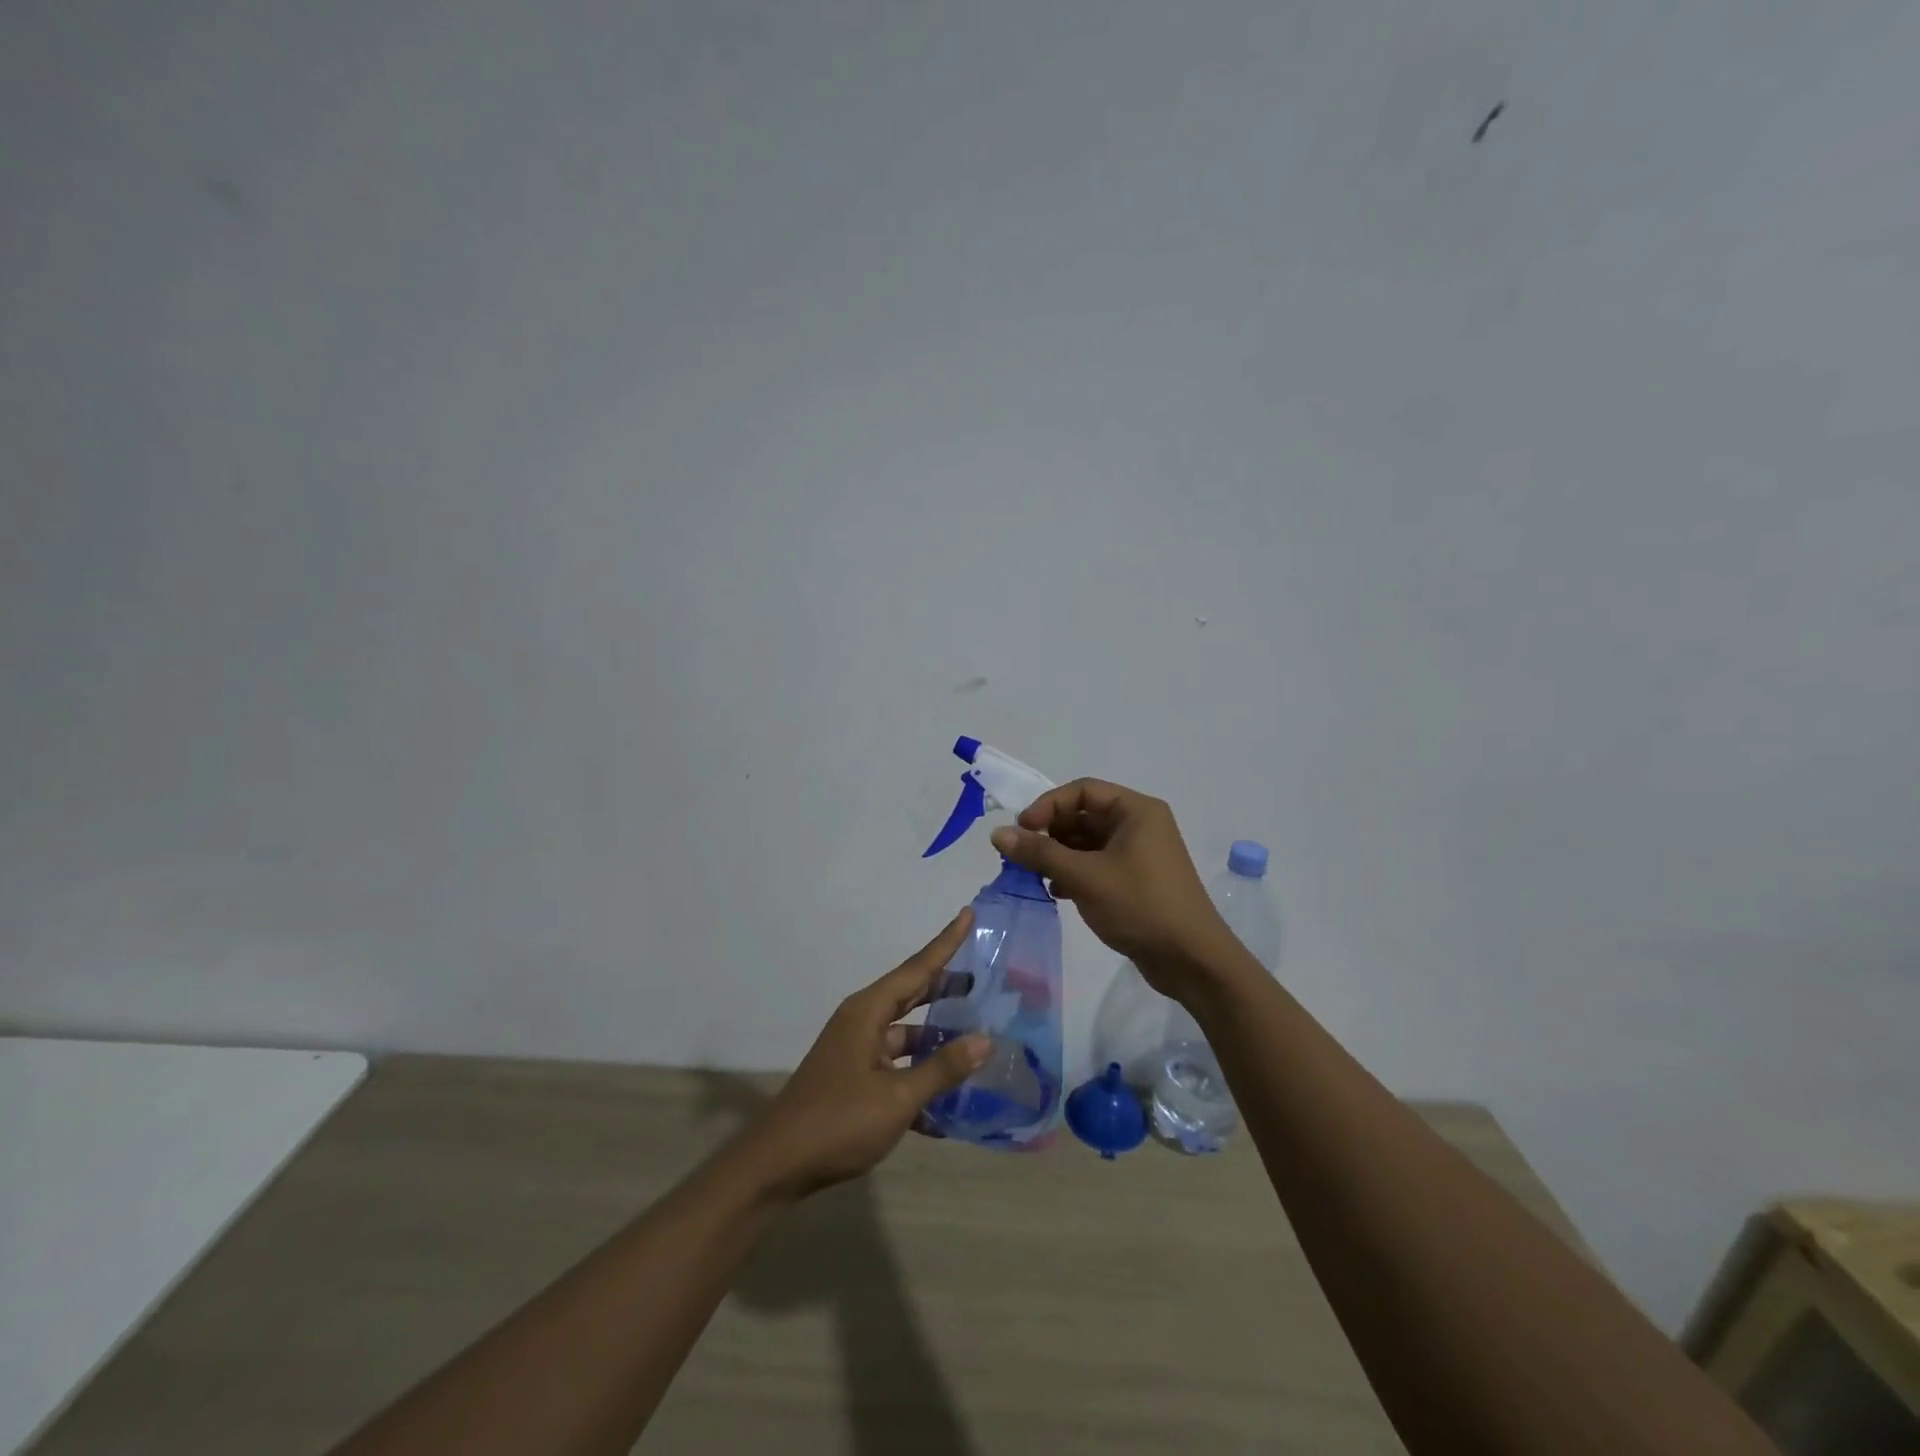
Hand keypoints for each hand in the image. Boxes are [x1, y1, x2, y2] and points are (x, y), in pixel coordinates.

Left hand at [740, 909, 989, 1199]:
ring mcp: (856, 1050)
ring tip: (977, 1040)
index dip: (946, 942)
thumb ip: (942, 1068)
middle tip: (983, 978)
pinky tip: (949, 1104)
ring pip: (906, 1034)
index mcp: (868, 1012)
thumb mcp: (897, 1097)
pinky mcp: (853, 1079)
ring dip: (937, 1039)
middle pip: (911, 994)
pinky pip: (896, 1066)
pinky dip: (920, 1075)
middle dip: (946, 986)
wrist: (777, 1166)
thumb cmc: (838, 1122)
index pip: (917, 968)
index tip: (968, 914)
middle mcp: (862, 1021)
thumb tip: (985, 1040)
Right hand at [990, 779, 1230, 993]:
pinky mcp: (1136, 880)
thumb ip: (1039, 853)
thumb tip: (997, 834)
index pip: (1082, 790)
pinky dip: (1074, 872)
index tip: (1022, 830)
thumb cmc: (1140, 906)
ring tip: (1034, 875)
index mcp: (1135, 810)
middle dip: (1050, 833)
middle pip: (1083, 815)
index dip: (1047, 805)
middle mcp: (1139, 825)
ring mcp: (1140, 854)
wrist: (1191, 960)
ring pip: (1088, 843)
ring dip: (1059, 855)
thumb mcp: (1084, 876)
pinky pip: (1097, 864)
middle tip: (1022, 856)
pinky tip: (1057, 891)